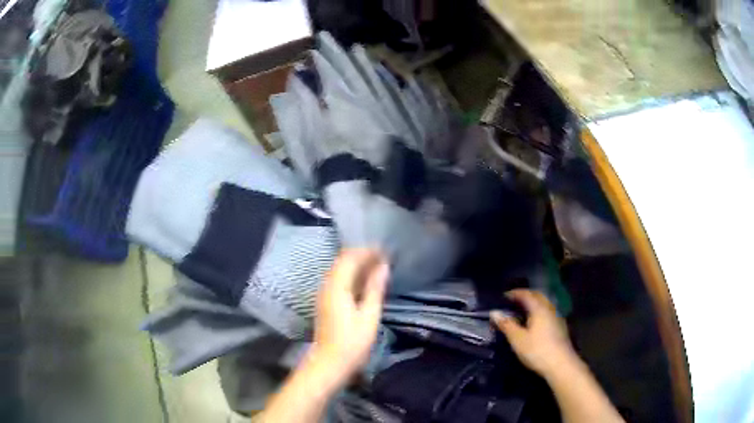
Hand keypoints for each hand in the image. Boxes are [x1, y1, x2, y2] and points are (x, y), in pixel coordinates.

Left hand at [309, 249, 388, 384]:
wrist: (329, 363)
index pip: (350, 257)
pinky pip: (338, 280)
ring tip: (377, 268)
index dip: (367, 251)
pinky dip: (351, 276)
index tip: (386, 251)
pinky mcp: (325, 302)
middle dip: (362, 256)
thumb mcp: (369, 316)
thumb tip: (383, 266)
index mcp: (337, 287)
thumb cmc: (352, 343)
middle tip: (383, 258)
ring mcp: (323, 294)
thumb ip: (375, 289)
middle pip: (342, 261)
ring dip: (357, 265)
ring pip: (339, 270)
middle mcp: (326, 286)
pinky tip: (364, 283)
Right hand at [491, 289, 575, 376]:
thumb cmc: (537, 350)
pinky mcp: (559, 327)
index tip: (503, 296)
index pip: (526, 294)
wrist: (560, 364)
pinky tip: (533, 323)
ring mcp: (556, 317)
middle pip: (537, 296)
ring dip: (532, 304)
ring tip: (521, 312)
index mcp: (539, 308)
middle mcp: (550, 309)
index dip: (514, 293)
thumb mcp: (518, 339)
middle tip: (512, 301)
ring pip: (544, 304)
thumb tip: (494, 312)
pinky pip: (547, 313)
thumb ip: (506, 325)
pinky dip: (538, 312)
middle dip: (525, 296)